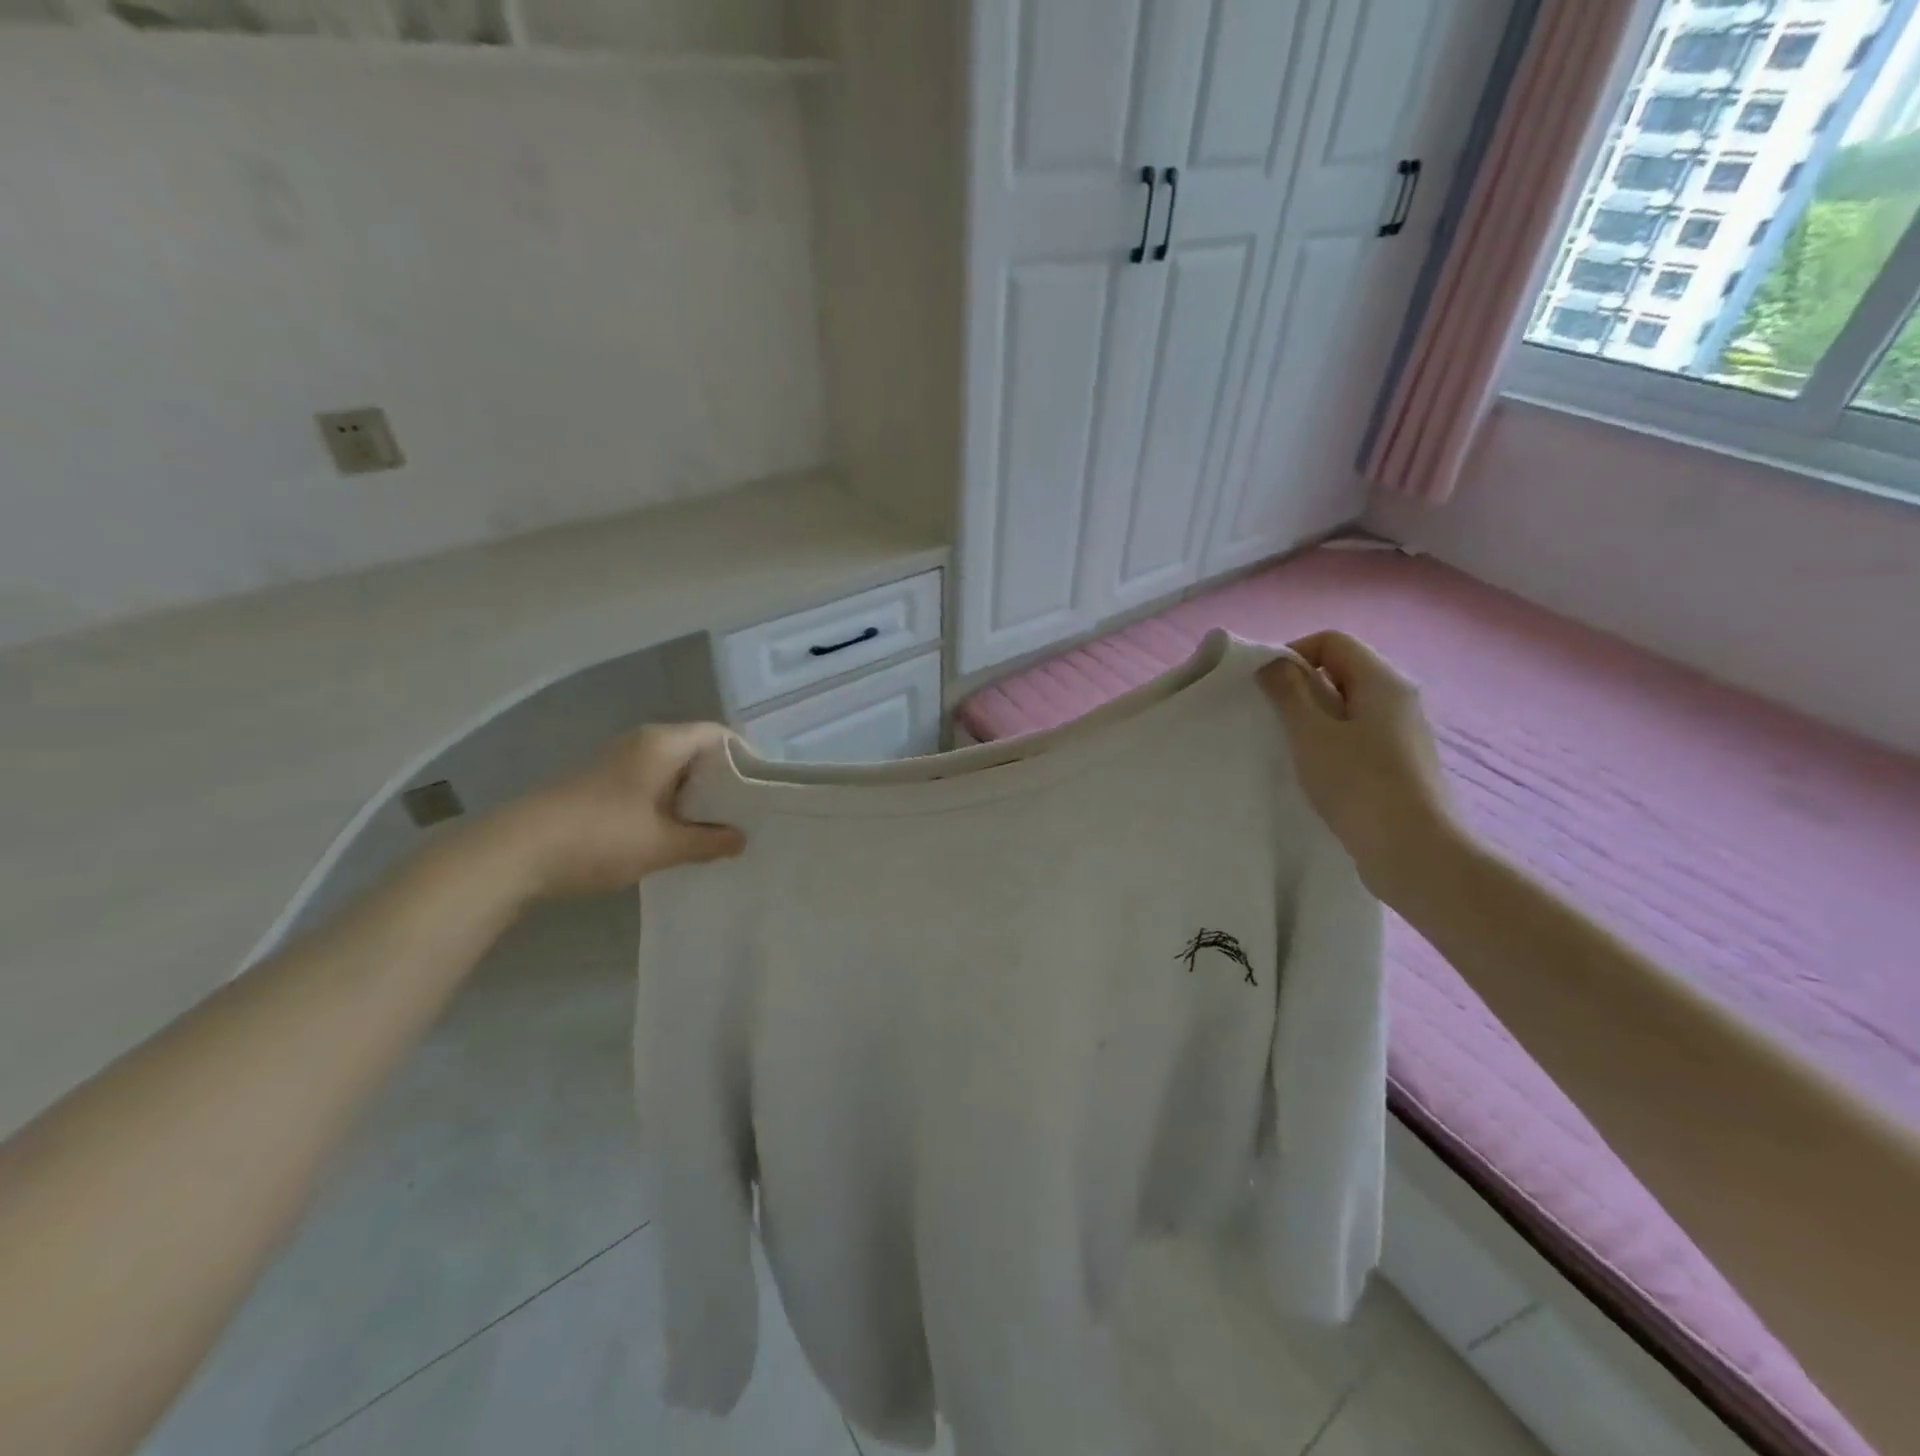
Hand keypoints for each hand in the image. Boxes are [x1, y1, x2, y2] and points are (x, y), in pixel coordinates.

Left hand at [481, 723, 745, 899]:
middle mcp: (642, 743)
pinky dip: (670, 803)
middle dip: (722, 780)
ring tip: (716, 828)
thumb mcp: (663, 845)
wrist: (514, 853)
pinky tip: (675, 834)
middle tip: (746, 813)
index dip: (744, 757)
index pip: (718, 735)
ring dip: (694, 796)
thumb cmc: (600, 837)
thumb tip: (741, 839)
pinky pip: (650, 784)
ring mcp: (618, 762)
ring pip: (672, 770)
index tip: (761, 790)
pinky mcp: (601, 784)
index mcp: (662, 744)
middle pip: (696, 751)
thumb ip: (708, 841)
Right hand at [1258, 631, 1460, 902]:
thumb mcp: (1311, 734)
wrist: (1416, 853)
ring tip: (1290, 747)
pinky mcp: (1400, 764)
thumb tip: (1274, 664)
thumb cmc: (1359, 785)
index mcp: (1382, 681)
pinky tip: (1316, 772)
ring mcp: (1402, 733)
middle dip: (1300, 687)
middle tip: (1271, 717)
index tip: (1265, 687)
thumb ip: (1289, 693)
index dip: (1293, 653)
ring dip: (1313, 718)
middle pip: (1341, 671)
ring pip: (1348, 706)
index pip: (1332, 641)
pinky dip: (1331, 742)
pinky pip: (1357, 735)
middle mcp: (1398, 699)